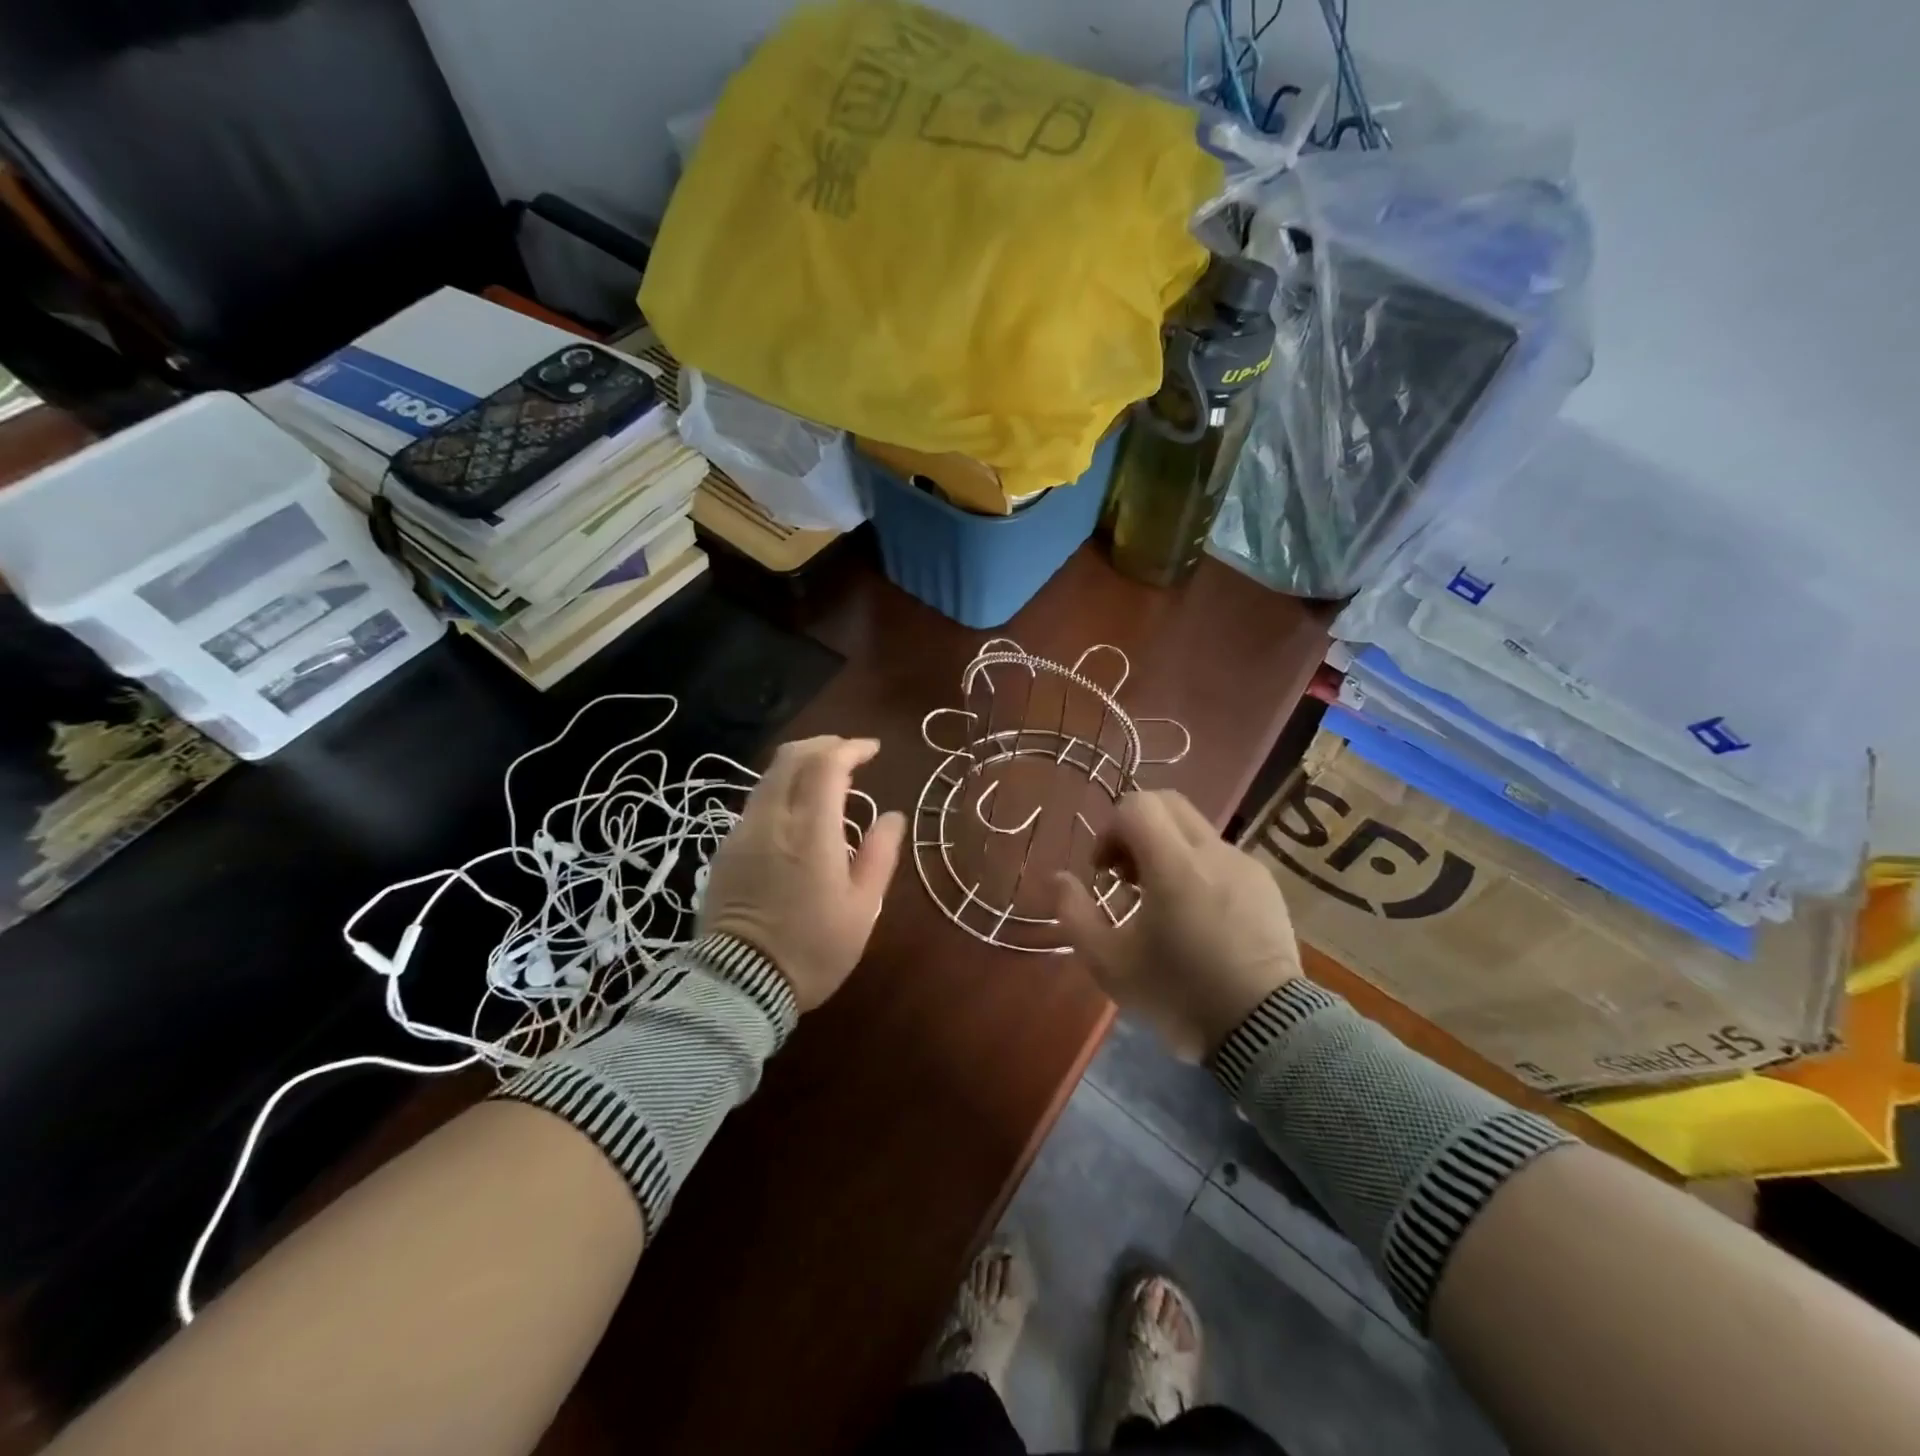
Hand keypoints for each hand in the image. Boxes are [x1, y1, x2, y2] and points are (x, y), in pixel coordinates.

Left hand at [700, 736, 906, 1010]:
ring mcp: (744, 832)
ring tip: (828, 780)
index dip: (851, 748)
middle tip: (850, 754)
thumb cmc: (813, 949)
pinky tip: (798, 810)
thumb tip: (893, 817)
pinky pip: (757, 801)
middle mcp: (773, 820)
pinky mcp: (727, 848)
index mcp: (811, 831)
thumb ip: (879, 855)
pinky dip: (782, 788)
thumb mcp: (862, 908)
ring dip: (800, 765)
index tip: (873, 750)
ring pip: (770, 777)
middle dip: (823, 745)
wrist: (740, 984)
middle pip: (792, 758)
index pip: (827, 765)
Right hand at [1055, 790, 1302, 1060]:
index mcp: (1174, 865)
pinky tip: (1196, 916)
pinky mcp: (1266, 884)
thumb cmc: (1178, 993)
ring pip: (1195, 830)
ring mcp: (1245, 865)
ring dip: (1167, 850)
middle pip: (1167, 804)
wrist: (1265, 1031)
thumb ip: (1074, 914)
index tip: (1104, 872)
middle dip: (1136, 829)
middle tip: (1126, 875)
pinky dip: (1197, 868)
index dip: (1109, 830)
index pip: (1136, 806)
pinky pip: (1221, 856)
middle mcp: (1213, 852)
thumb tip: (1059, 879)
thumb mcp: (1109, 963)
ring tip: (1160, 901)